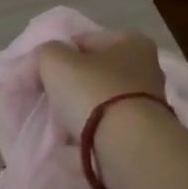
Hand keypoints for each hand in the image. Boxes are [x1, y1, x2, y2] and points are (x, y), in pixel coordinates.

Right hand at [36, 29, 166, 133]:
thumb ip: (44, 53)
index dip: (57, 55)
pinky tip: (75, 139)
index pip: (83, 40)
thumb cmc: (93, 93)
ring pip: (100, 99)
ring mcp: (148, 101)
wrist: (128, 147)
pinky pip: (107, 124)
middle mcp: (146, 67)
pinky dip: (91, 130)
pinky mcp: (143, 131)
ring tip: (59, 123)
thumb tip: (43, 64)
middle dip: (69, 84)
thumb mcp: (55, 61)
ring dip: (80, 109)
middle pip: (94, 71)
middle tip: (47, 99)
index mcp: (131, 41)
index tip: (39, 76)